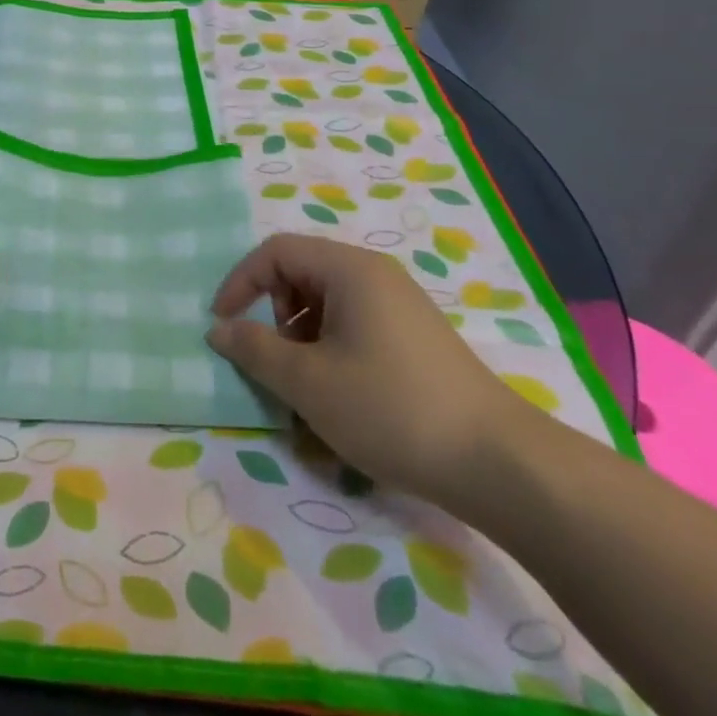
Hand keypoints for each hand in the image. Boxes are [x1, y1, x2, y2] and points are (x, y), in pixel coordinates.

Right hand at [207, 233, 521, 509]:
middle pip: (301, 273)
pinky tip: (340, 396)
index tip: (222, 325)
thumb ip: (254, 349)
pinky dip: (330, 350)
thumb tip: (218, 329)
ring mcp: (399, 306)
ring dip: (300, 337)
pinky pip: (353, 325)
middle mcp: (375, 276)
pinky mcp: (414, 337)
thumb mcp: (308, 382)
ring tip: (306, 386)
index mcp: (349, 270)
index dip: (240, 282)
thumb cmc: (391, 409)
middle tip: (274, 361)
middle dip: (273, 313)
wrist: (498, 463)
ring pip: (326, 303)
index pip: (276, 252)